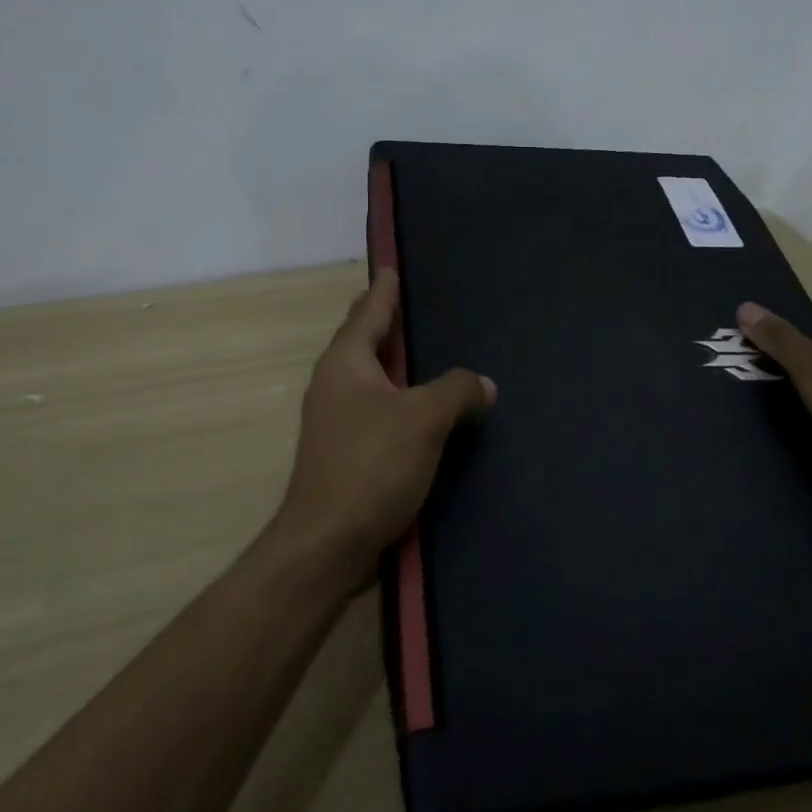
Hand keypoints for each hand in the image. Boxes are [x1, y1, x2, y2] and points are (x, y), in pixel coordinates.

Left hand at [274, 269, 494, 589]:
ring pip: (374, 377)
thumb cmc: (371, 466)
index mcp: (346, 364)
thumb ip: (457, 391)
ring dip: (398, 363)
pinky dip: (402, 397)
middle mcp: (335, 384)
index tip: (392, 266)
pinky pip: (380, 408)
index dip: (384, 289)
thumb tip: (484, 384)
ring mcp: (338, 420)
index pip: (368, 311)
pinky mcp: (348, 451)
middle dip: (390, 322)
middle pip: (366, 341)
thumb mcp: (423, 419)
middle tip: (420, 303)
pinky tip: (426, 406)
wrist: (327, 545)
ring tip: (430, 350)